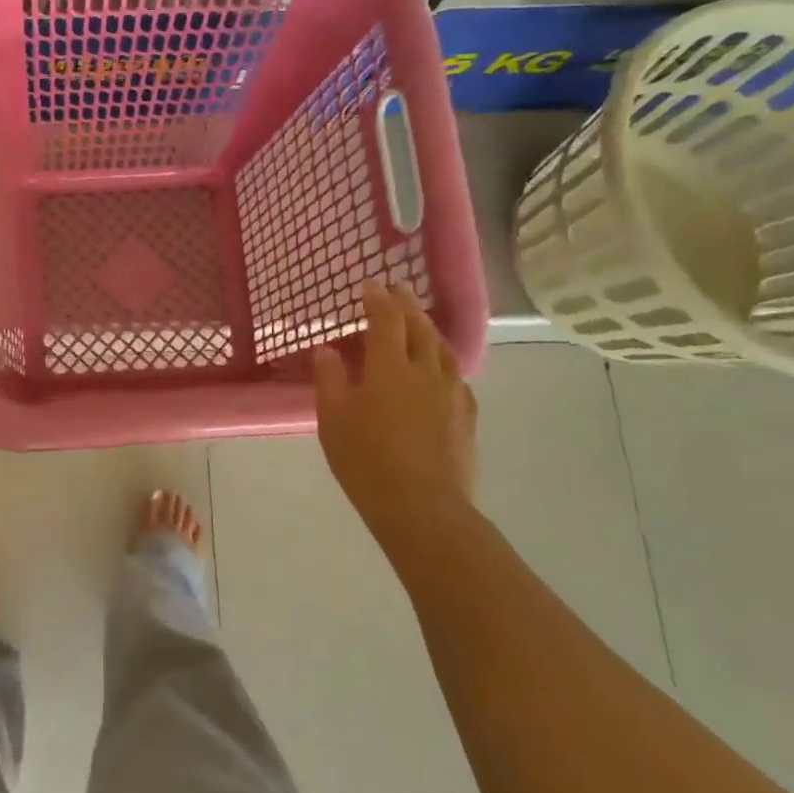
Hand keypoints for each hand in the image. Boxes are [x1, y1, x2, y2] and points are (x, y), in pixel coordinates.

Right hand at [314, 282, 478, 549]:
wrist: (423, 508)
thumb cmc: (366, 462)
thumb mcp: (333, 421)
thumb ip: (330, 380)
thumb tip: (327, 350)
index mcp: (389, 369)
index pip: (385, 320)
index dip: (377, 299)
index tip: (369, 284)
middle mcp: (425, 372)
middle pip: (419, 328)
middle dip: (407, 304)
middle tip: (397, 289)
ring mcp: (451, 394)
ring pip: (443, 349)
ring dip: (429, 329)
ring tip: (419, 322)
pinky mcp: (466, 417)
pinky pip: (456, 375)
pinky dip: (443, 360)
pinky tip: (440, 369)